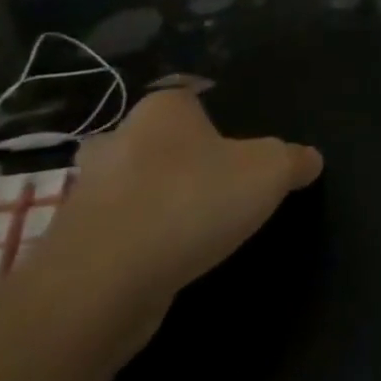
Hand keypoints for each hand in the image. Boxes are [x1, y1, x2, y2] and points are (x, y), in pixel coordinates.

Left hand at [38, 88, 322, 339]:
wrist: (103, 283)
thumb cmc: (192, 201)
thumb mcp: (270, 172)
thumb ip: (294, 159)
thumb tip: (310, 159)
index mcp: (161, 110)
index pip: (187, 97)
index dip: (212, 117)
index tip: (234, 146)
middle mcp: (117, 140)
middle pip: (154, 141)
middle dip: (177, 159)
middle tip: (215, 184)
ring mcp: (86, 194)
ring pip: (130, 188)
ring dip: (155, 204)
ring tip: (195, 228)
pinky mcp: (71, 244)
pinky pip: (115, 233)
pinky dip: (137, 243)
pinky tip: (166, 261)